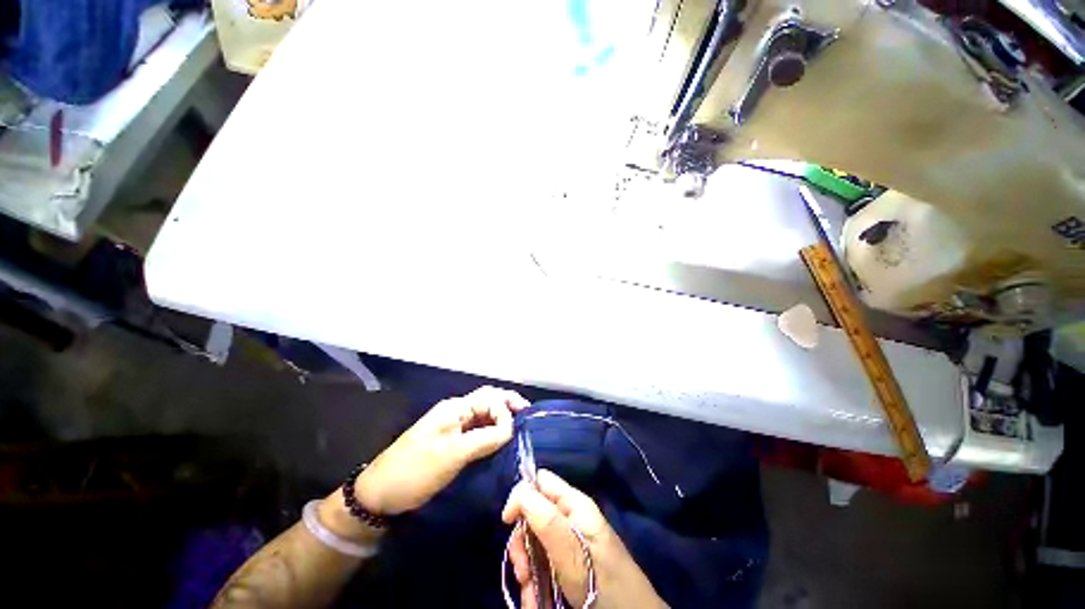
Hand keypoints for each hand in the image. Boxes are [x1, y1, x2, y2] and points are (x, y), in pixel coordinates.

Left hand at [355, 386, 529, 514]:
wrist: (379, 493)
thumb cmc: (416, 470)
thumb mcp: (454, 454)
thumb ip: (485, 438)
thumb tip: (510, 429)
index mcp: (455, 408)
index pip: (490, 399)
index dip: (505, 412)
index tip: (514, 433)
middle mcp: (455, 411)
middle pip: (487, 401)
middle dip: (507, 404)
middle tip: (526, 415)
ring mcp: (452, 425)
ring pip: (482, 415)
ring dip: (500, 418)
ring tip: (517, 428)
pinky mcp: (450, 440)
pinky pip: (476, 429)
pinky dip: (490, 431)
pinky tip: (499, 440)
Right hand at [502, 470, 666, 608]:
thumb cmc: (601, 581)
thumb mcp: (571, 549)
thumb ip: (545, 518)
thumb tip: (519, 491)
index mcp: (574, 504)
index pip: (541, 481)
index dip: (522, 495)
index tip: (508, 522)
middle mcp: (570, 518)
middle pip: (534, 514)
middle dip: (522, 541)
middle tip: (522, 571)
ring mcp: (568, 542)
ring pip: (534, 543)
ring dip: (526, 568)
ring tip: (530, 594)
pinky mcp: (567, 564)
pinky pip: (542, 564)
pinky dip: (534, 583)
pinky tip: (536, 601)